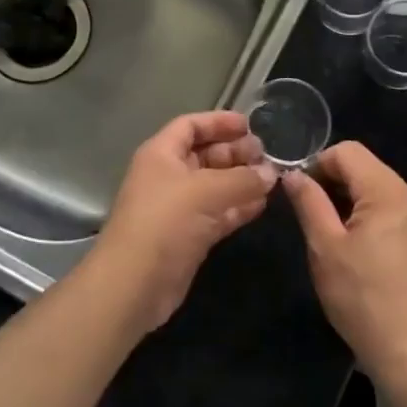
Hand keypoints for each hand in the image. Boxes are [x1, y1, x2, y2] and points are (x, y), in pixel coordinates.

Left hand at [90, 111, 276, 331]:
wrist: (134, 284)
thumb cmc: (164, 222)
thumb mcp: (206, 191)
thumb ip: (242, 179)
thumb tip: (271, 173)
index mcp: (161, 154)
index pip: (190, 126)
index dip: (218, 122)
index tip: (250, 125)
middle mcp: (168, 176)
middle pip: (205, 154)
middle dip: (235, 152)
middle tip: (267, 155)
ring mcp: (179, 208)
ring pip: (215, 185)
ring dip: (241, 180)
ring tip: (272, 178)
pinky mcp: (189, 236)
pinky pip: (218, 213)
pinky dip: (239, 207)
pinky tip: (262, 204)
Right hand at [283, 142, 406, 384]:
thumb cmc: (363, 299)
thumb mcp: (325, 248)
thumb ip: (309, 203)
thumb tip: (293, 175)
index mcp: (388, 192)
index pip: (348, 151)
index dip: (318, 164)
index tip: (301, 194)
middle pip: (366, 167)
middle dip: (334, 182)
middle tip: (311, 216)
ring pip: (378, 189)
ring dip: (350, 200)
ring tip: (331, 235)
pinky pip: (391, 210)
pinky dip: (369, 216)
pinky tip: (357, 250)